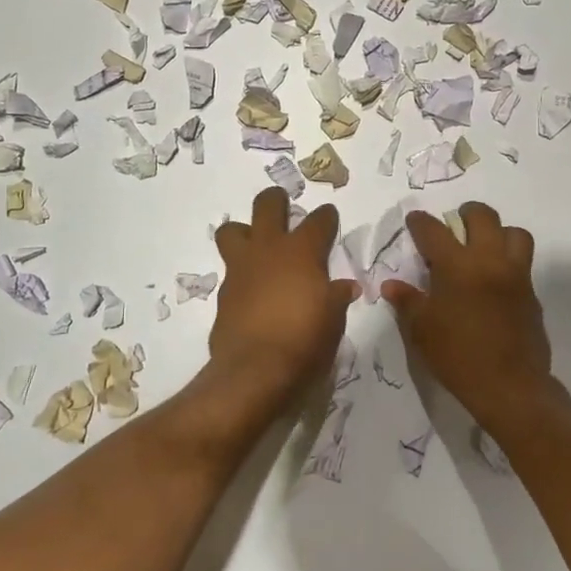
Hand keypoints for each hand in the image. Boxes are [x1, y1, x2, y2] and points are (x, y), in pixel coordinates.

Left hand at [210, 187, 359, 409]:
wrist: (255, 370)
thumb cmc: (305, 340)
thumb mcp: (333, 319)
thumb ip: (337, 297)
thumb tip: (346, 288)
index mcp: (302, 251)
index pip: (319, 220)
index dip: (326, 217)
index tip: (329, 218)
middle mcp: (269, 250)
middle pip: (267, 205)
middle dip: (276, 200)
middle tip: (282, 205)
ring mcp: (241, 268)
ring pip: (232, 230)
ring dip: (244, 231)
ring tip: (256, 244)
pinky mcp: (224, 293)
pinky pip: (231, 271)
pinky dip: (242, 275)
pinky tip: (252, 291)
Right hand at [382, 202, 552, 427]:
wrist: (510, 386)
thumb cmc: (458, 356)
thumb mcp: (422, 330)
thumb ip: (407, 301)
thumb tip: (391, 284)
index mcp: (458, 266)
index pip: (434, 230)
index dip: (420, 222)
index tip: (415, 220)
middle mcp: (490, 260)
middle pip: (483, 216)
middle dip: (466, 213)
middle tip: (455, 224)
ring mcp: (516, 275)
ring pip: (514, 233)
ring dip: (498, 232)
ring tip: (484, 247)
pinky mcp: (532, 293)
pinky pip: (523, 263)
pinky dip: (508, 261)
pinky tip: (494, 282)